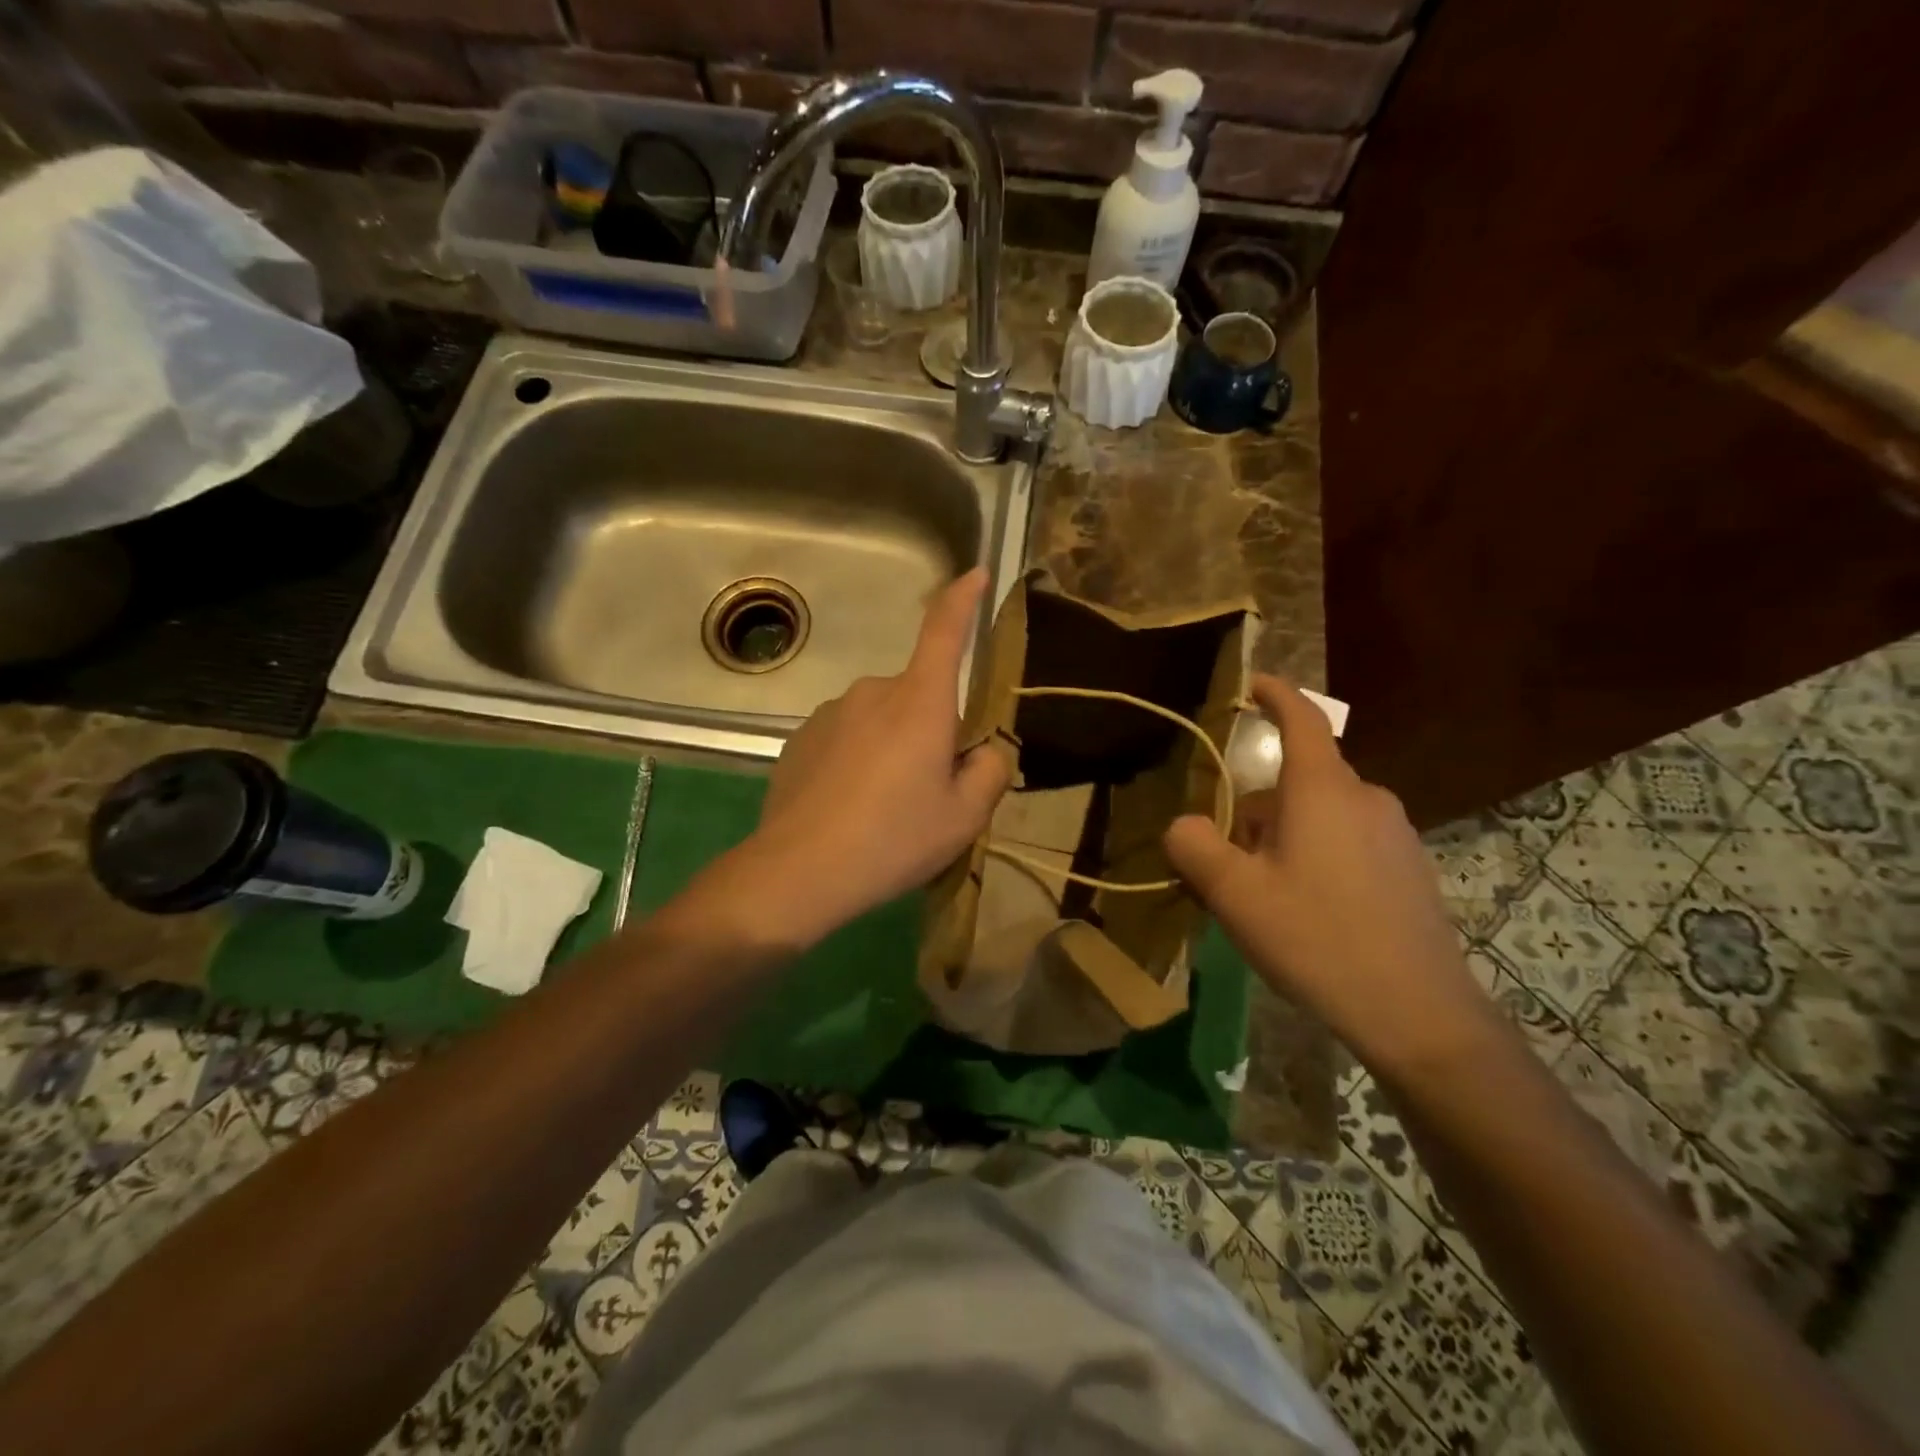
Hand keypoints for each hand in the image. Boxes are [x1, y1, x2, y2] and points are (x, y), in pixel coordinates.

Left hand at [723, 568, 1012, 947]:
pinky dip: (857, 761)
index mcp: (919, 702)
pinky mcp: (800, 738)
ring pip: (881, 720)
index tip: (976, 573)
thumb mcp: (965, 817)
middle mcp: (873, 692)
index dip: (963, 599)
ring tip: (883, 808)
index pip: (944, 631)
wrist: (799, 871)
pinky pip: (846, 738)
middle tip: (928, 791)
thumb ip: (989, 770)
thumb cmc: (893, 839)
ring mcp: (831, 713)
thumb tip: (984, 749)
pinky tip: (847, 808)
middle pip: (918, 695)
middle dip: (931, 730)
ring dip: (892, 747)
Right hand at [1162, 675, 1500, 1076]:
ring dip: (1285, 839)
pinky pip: (1349, 842)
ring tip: (1266, 898)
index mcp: (1322, 791)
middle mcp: (1365, 798)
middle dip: (1257, 811)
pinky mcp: (1410, 868)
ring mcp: (1396, 833)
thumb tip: (1184, 824)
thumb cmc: (1316, 938)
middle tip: (1227, 864)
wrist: (1417, 1013)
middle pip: (1298, 782)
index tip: (1253, 683)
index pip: (1301, 720)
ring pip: (1322, 816)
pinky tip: (1310, 914)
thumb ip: (1194, 846)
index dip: (1276, 695)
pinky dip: (1318, 858)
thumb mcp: (1233, 894)